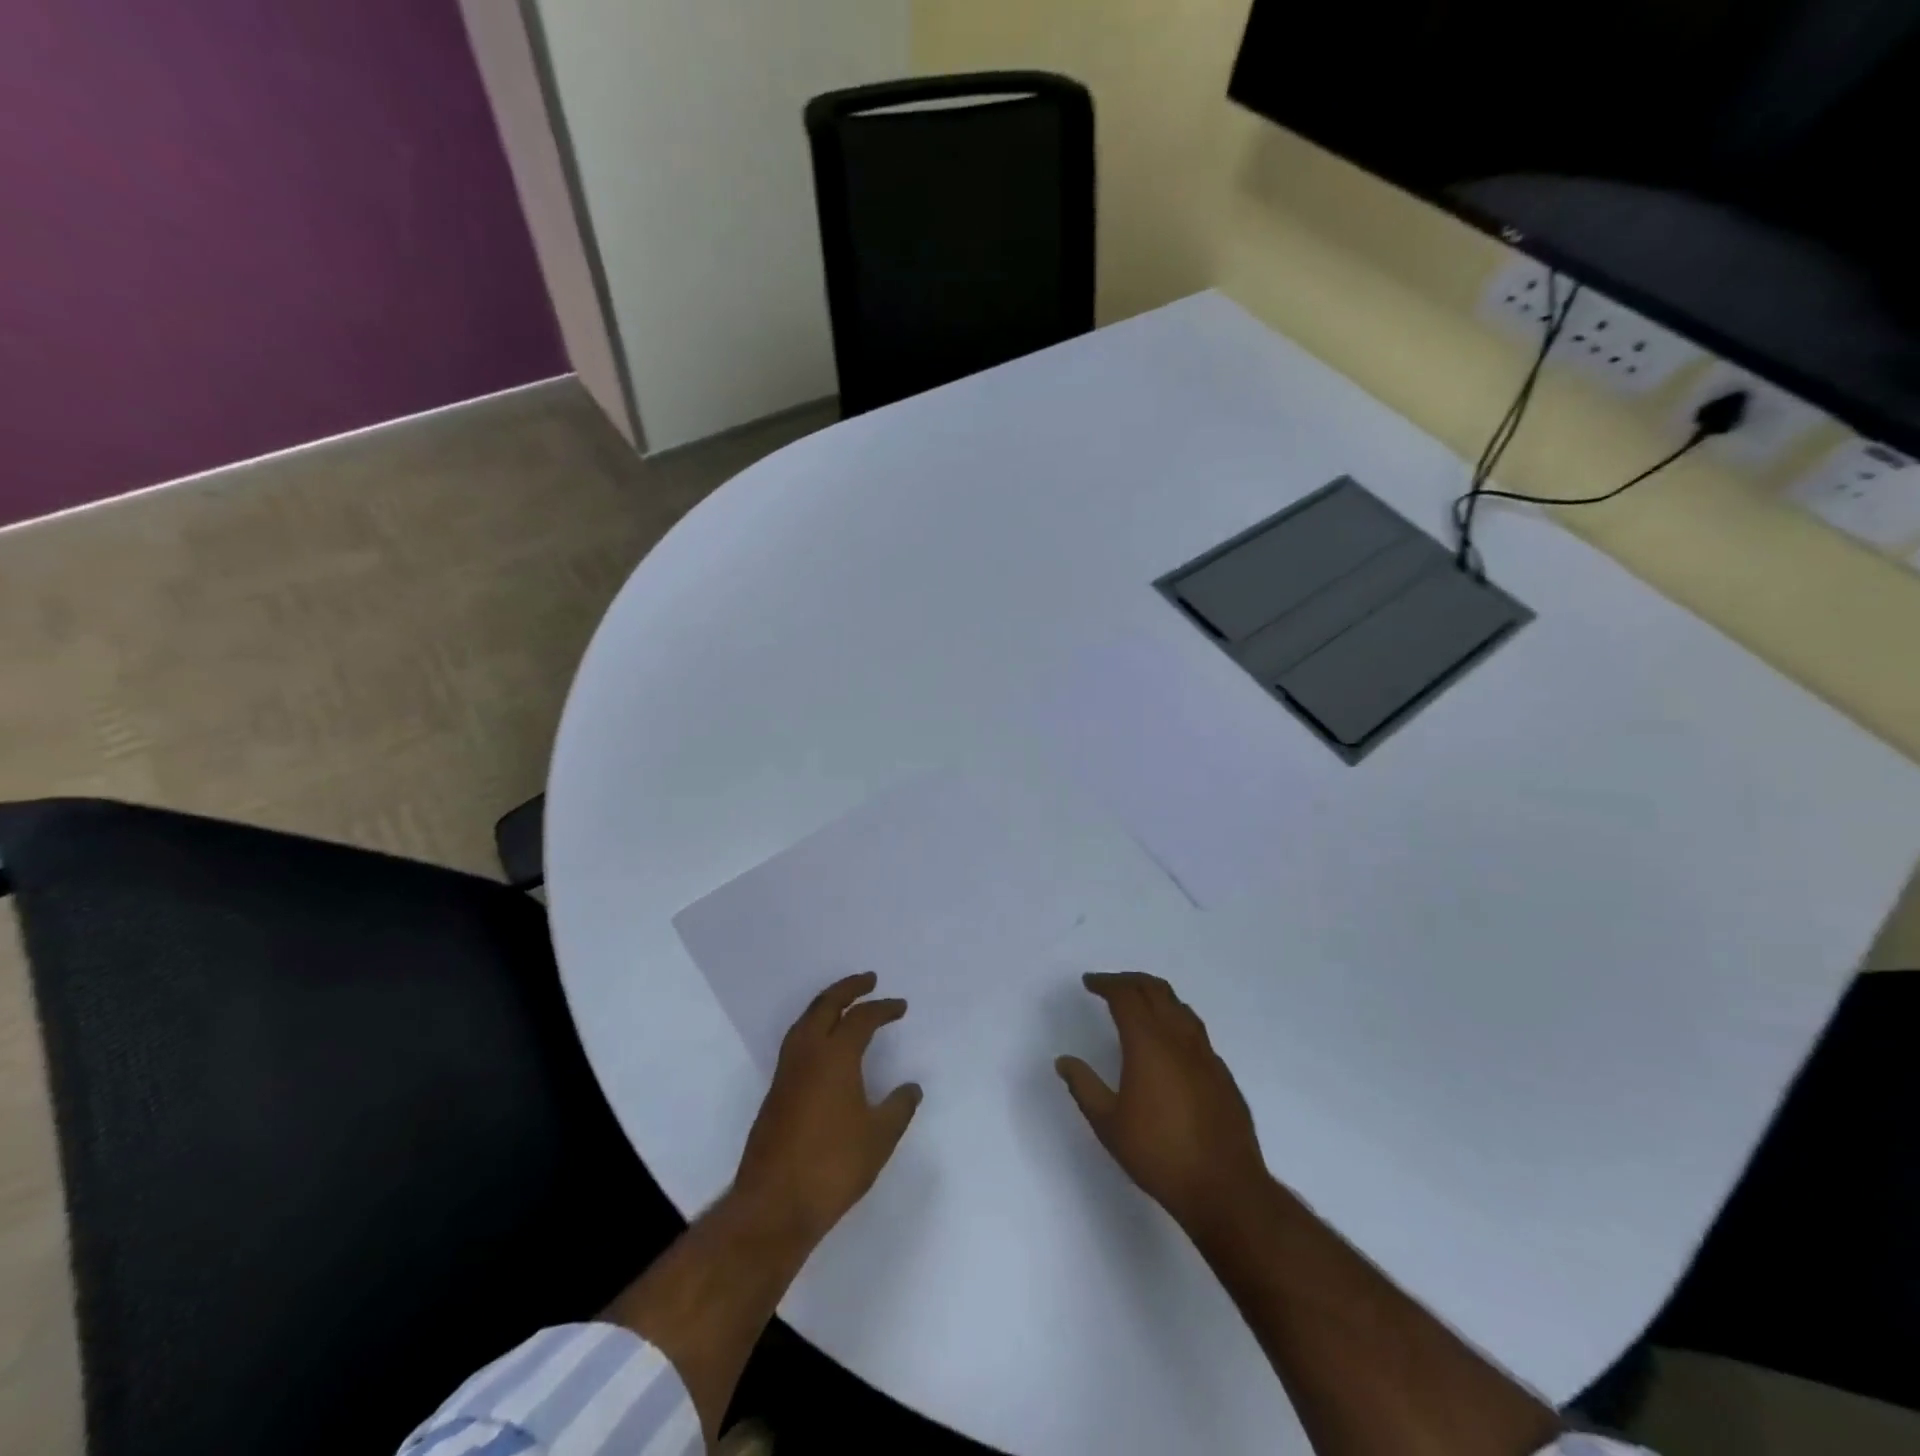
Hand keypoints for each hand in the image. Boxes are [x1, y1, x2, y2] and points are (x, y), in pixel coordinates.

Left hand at [732, 972, 922, 1249]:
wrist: (773, 1205)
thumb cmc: (833, 1166)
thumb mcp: (879, 1137)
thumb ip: (898, 1107)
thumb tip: (911, 1087)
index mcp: (835, 1056)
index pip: (861, 1018)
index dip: (883, 1008)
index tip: (900, 1006)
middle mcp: (807, 1054)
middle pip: (826, 1005)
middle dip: (848, 988)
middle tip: (868, 979)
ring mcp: (786, 1072)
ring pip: (805, 1021)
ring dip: (826, 1004)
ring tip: (844, 1003)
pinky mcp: (776, 1092)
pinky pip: (797, 1041)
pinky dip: (814, 1026)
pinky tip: (823, 1044)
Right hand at [1056, 972, 1269, 1238]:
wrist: (1225, 1188)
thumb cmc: (1159, 1154)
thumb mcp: (1108, 1124)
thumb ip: (1084, 1087)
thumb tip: (1064, 1061)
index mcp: (1148, 1043)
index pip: (1126, 996)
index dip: (1106, 984)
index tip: (1089, 983)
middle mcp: (1179, 1038)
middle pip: (1155, 990)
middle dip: (1129, 981)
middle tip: (1109, 986)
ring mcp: (1205, 1054)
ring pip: (1179, 1006)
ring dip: (1155, 996)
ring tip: (1138, 1004)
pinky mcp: (1222, 1073)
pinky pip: (1195, 1030)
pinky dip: (1175, 1020)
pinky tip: (1169, 1042)